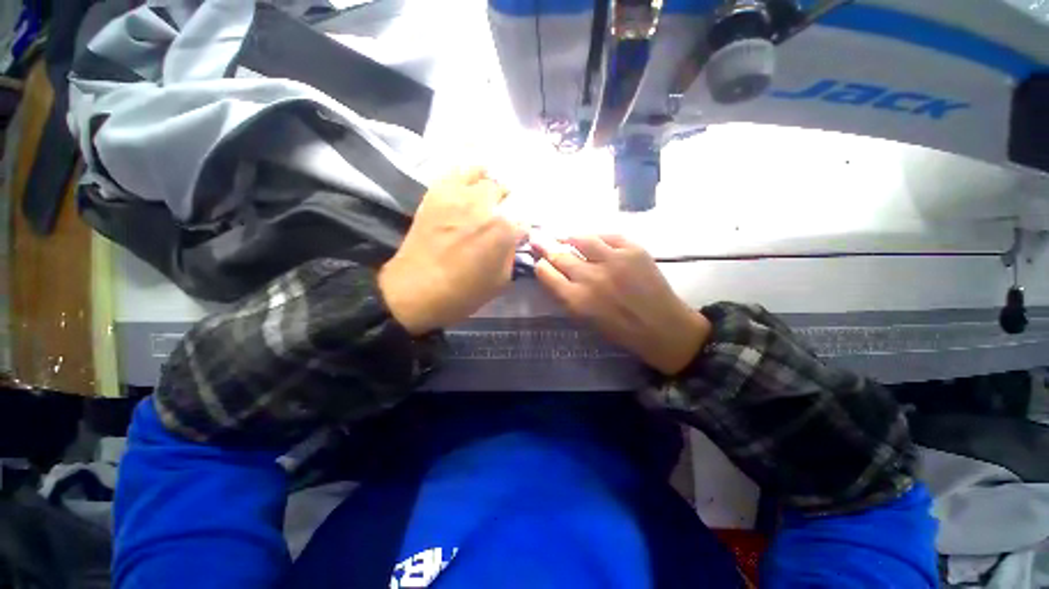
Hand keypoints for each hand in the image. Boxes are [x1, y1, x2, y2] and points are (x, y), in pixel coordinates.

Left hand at [379, 168, 522, 334]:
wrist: (417, 290)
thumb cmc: (464, 292)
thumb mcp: (501, 281)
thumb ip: (512, 255)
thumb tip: (513, 240)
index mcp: (503, 229)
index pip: (522, 221)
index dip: (520, 230)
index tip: (515, 236)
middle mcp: (484, 205)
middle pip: (502, 190)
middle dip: (504, 202)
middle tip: (498, 214)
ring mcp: (458, 195)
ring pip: (481, 174)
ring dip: (486, 184)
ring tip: (483, 195)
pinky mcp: (436, 193)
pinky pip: (454, 172)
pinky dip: (464, 174)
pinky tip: (465, 184)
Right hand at [532, 234, 710, 375]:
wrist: (662, 327)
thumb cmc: (620, 330)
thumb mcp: (585, 319)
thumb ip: (567, 296)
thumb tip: (554, 274)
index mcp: (576, 300)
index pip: (546, 273)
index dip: (541, 265)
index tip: (540, 262)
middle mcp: (591, 278)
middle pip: (560, 255)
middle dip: (546, 247)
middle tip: (539, 240)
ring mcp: (613, 260)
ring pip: (582, 239)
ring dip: (569, 237)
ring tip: (565, 237)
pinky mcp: (633, 251)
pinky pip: (608, 236)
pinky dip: (598, 238)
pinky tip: (594, 241)